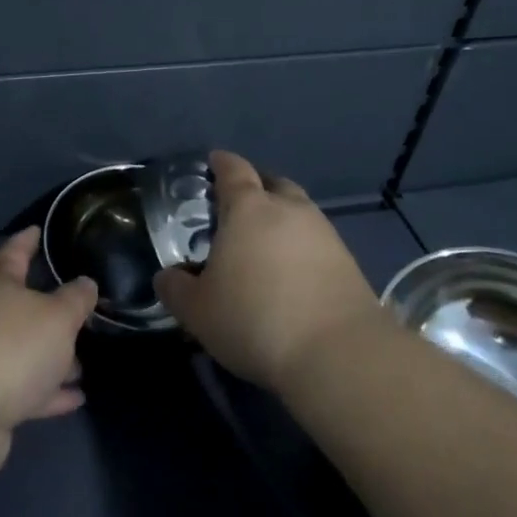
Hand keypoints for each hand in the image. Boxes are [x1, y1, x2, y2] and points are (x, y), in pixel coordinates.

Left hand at [0, 227, 97, 482]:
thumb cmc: (13, 349)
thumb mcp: (58, 317)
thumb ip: (76, 298)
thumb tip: (86, 283)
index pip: (14, 252)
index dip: (27, 240)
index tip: (39, 230)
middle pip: (20, 306)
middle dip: (50, 310)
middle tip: (79, 308)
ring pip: (24, 350)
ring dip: (52, 356)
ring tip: (83, 362)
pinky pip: (24, 387)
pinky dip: (48, 390)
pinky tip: (76, 397)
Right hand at [154, 150, 381, 391]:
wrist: (338, 354)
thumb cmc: (255, 319)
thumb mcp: (198, 311)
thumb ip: (176, 289)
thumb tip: (167, 276)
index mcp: (248, 207)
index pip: (233, 170)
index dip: (221, 163)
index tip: (214, 162)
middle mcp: (289, 208)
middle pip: (272, 183)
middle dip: (256, 188)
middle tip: (239, 207)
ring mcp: (324, 232)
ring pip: (299, 211)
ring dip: (283, 218)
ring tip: (267, 244)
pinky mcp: (348, 261)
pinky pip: (317, 241)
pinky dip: (302, 247)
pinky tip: (293, 272)